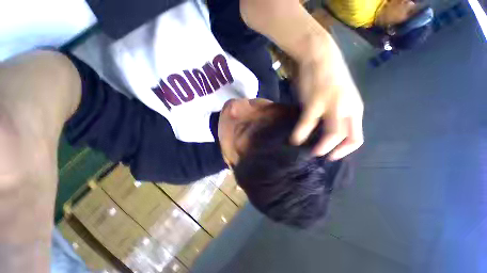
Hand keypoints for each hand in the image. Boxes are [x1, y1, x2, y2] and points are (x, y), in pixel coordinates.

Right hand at [291, 52, 363, 159]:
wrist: (319, 55)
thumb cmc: (327, 76)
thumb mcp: (337, 97)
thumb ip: (333, 114)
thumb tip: (321, 129)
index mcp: (355, 108)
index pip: (356, 137)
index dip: (345, 150)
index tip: (332, 156)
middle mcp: (348, 108)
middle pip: (348, 138)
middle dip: (333, 151)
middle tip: (319, 155)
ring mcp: (333, 105)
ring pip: (333, 134)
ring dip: (320, 147)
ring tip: (308, 151)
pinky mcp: (315, 101)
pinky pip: (307, 124)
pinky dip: (300, 134)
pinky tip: (294, 139)